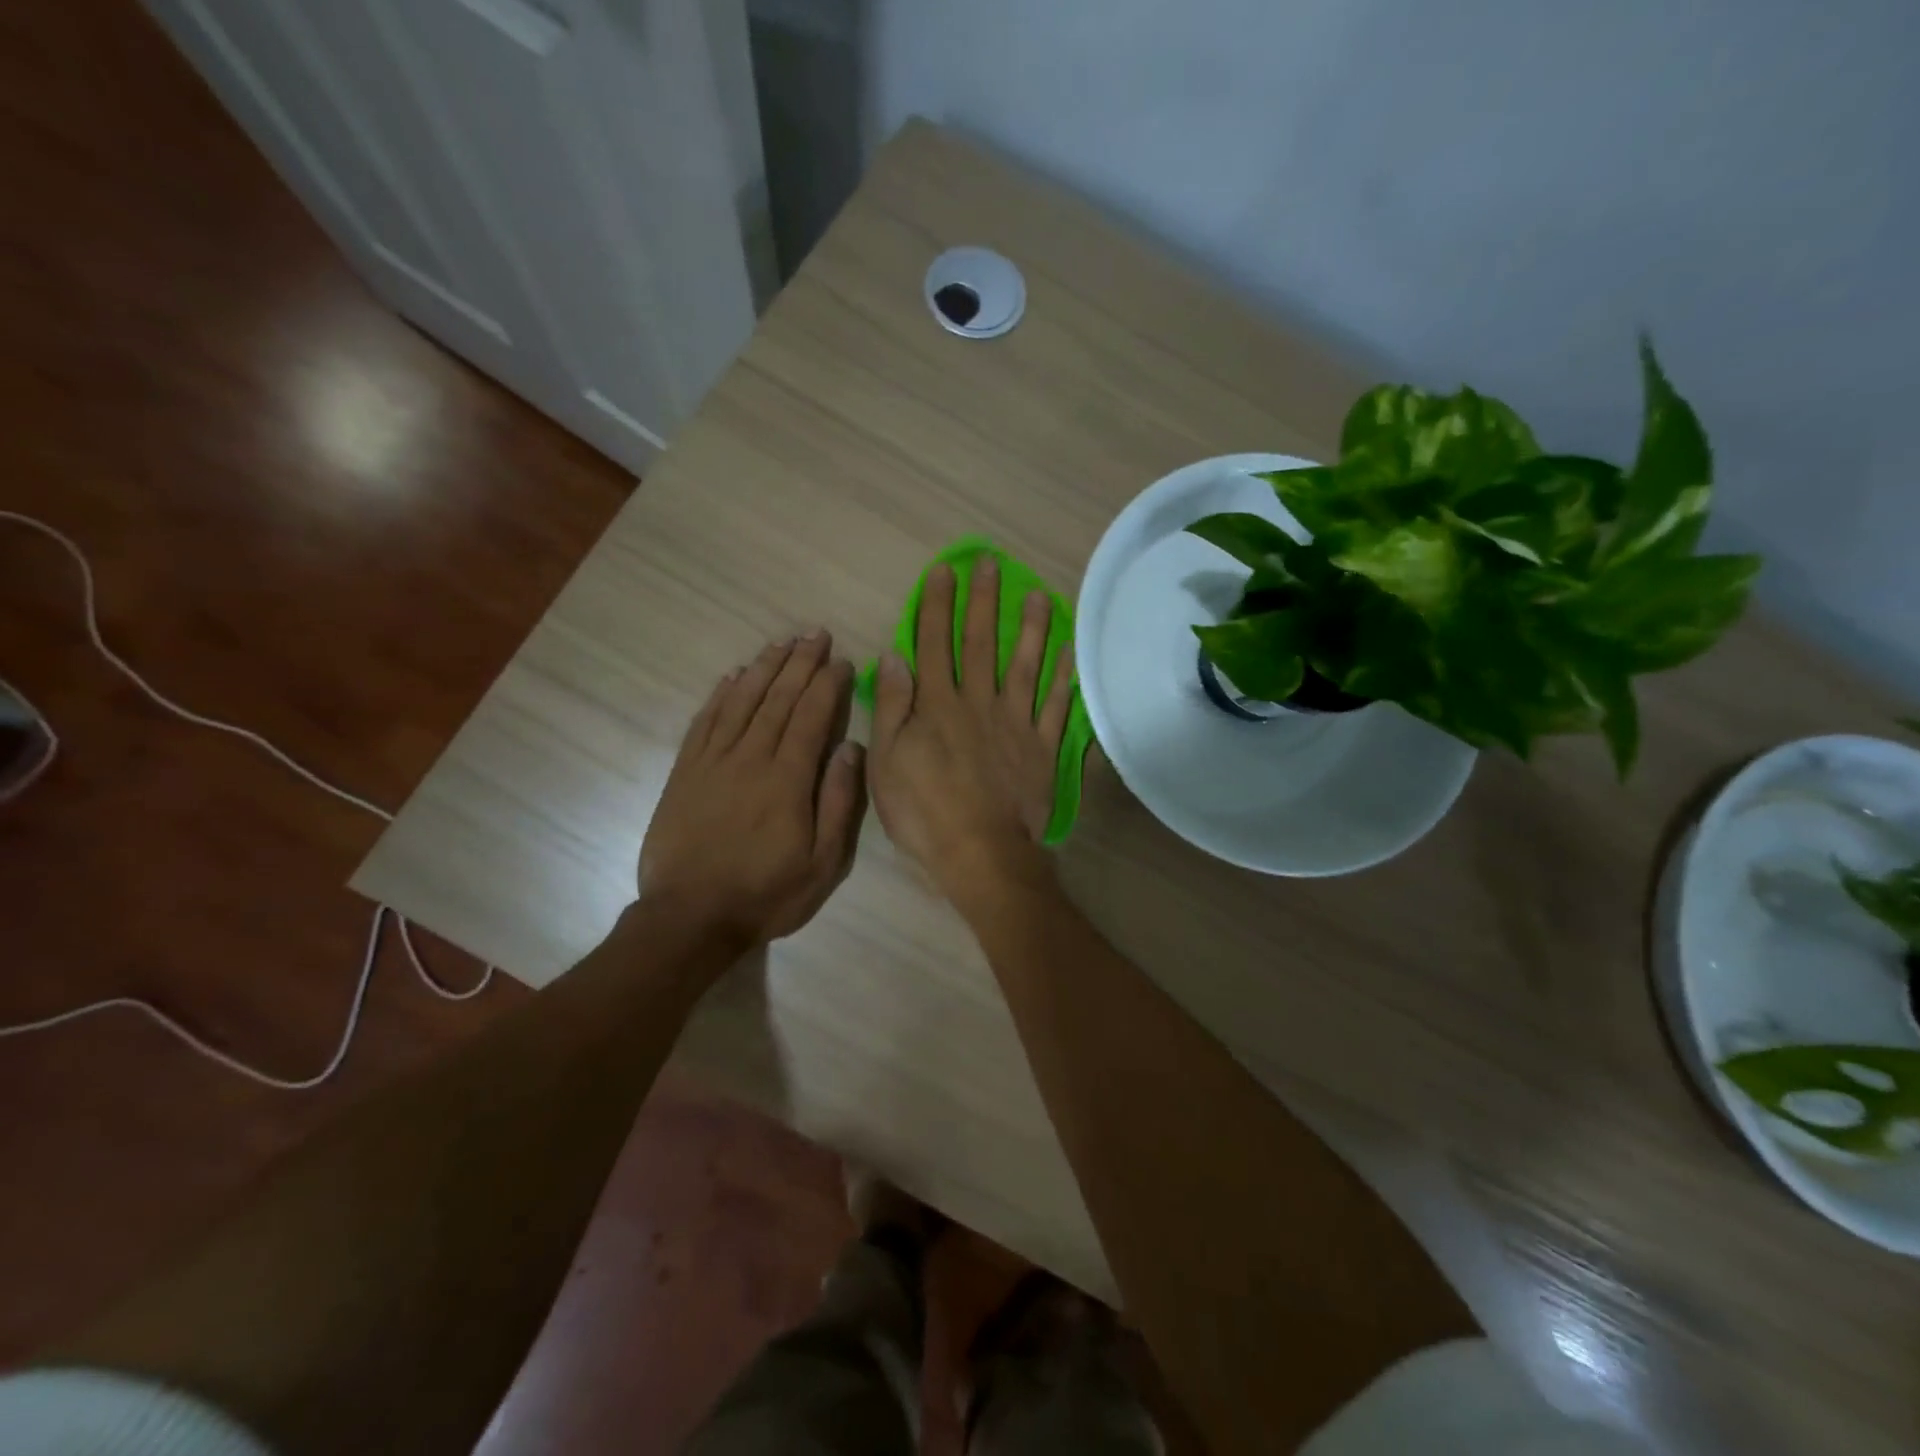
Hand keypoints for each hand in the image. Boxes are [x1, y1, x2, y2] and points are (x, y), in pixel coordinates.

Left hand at [639, 631, 865, 948]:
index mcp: (788, 779)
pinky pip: (706, 722)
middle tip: (815, 633)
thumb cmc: (766, 894)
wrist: (689, 917)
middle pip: (778, 699)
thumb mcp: (822, 863)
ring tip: (781, 643)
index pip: (812, 716)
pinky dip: (721, 695)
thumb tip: (851, 749)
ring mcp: (713, 762)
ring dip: (764, 668)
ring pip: (742, 701)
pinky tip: (733, 677)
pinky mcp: (686, 772)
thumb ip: (838, 802)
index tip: (841, 659)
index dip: (828, 684)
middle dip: (799, 662)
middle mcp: (751, 758)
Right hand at [867, 559, 1074, 906]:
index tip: (944, 571)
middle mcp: (979, 702)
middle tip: (990, 563)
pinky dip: (1065, 678)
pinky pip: (1057, 706)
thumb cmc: (924, 811)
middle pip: (980, 643)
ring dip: (1031, 628)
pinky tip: (1072, 651)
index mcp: (937, 705)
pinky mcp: (1043, 747)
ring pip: (1025, 665)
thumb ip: (892, 706)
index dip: (938, 605)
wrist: (980, 852)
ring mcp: (1016, 723)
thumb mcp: (886, 761)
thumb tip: (893, 655)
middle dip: (983, 600)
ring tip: (1040, 594)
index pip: (935, 643)